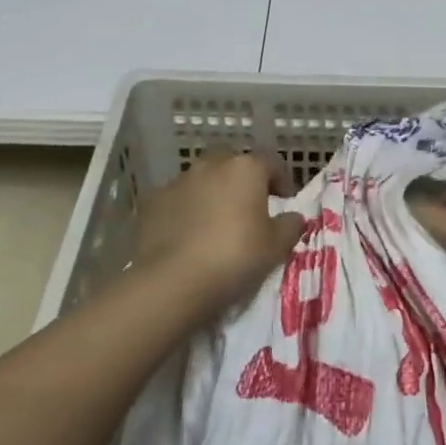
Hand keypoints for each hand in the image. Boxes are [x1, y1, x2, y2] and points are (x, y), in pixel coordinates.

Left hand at [133, 151, 305, 315]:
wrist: (173, 280)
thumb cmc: (235, 256)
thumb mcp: (276, 247)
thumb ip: (290, 226)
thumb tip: (293, 217)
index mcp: (246, 168)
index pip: (272, 163)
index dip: (281, 180)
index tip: (285, 200)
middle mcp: (212, 165)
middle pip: (233, 165)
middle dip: (241, 181)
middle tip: (247, 208)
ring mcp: (178, 181)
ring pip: (201, 180)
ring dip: (210, 194)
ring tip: (214, 223)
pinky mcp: (152, 201)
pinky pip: (175, 200)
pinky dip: (183, 211)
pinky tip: (185, 235)